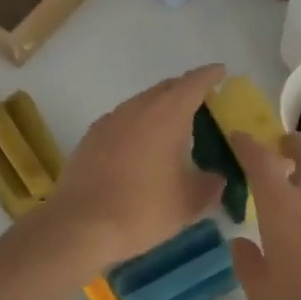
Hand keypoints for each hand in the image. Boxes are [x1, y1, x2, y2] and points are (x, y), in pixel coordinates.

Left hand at [36, 65, 226, 271]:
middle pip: (165, 88)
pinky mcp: (91, 139)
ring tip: (175, 125)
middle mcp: (137, 109)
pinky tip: (143, 146)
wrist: (78, 227)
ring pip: (141, 103)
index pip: (193, 84)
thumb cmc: (142, 210)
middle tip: (203, 101)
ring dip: (160, 107)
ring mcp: (109, 122)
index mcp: (167, 115)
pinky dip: (140, 124)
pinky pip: (123, 121)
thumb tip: (216, 178)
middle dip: (185, 89)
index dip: (210, 76)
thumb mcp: (189, 204)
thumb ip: (210, 186)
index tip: (221, 72)